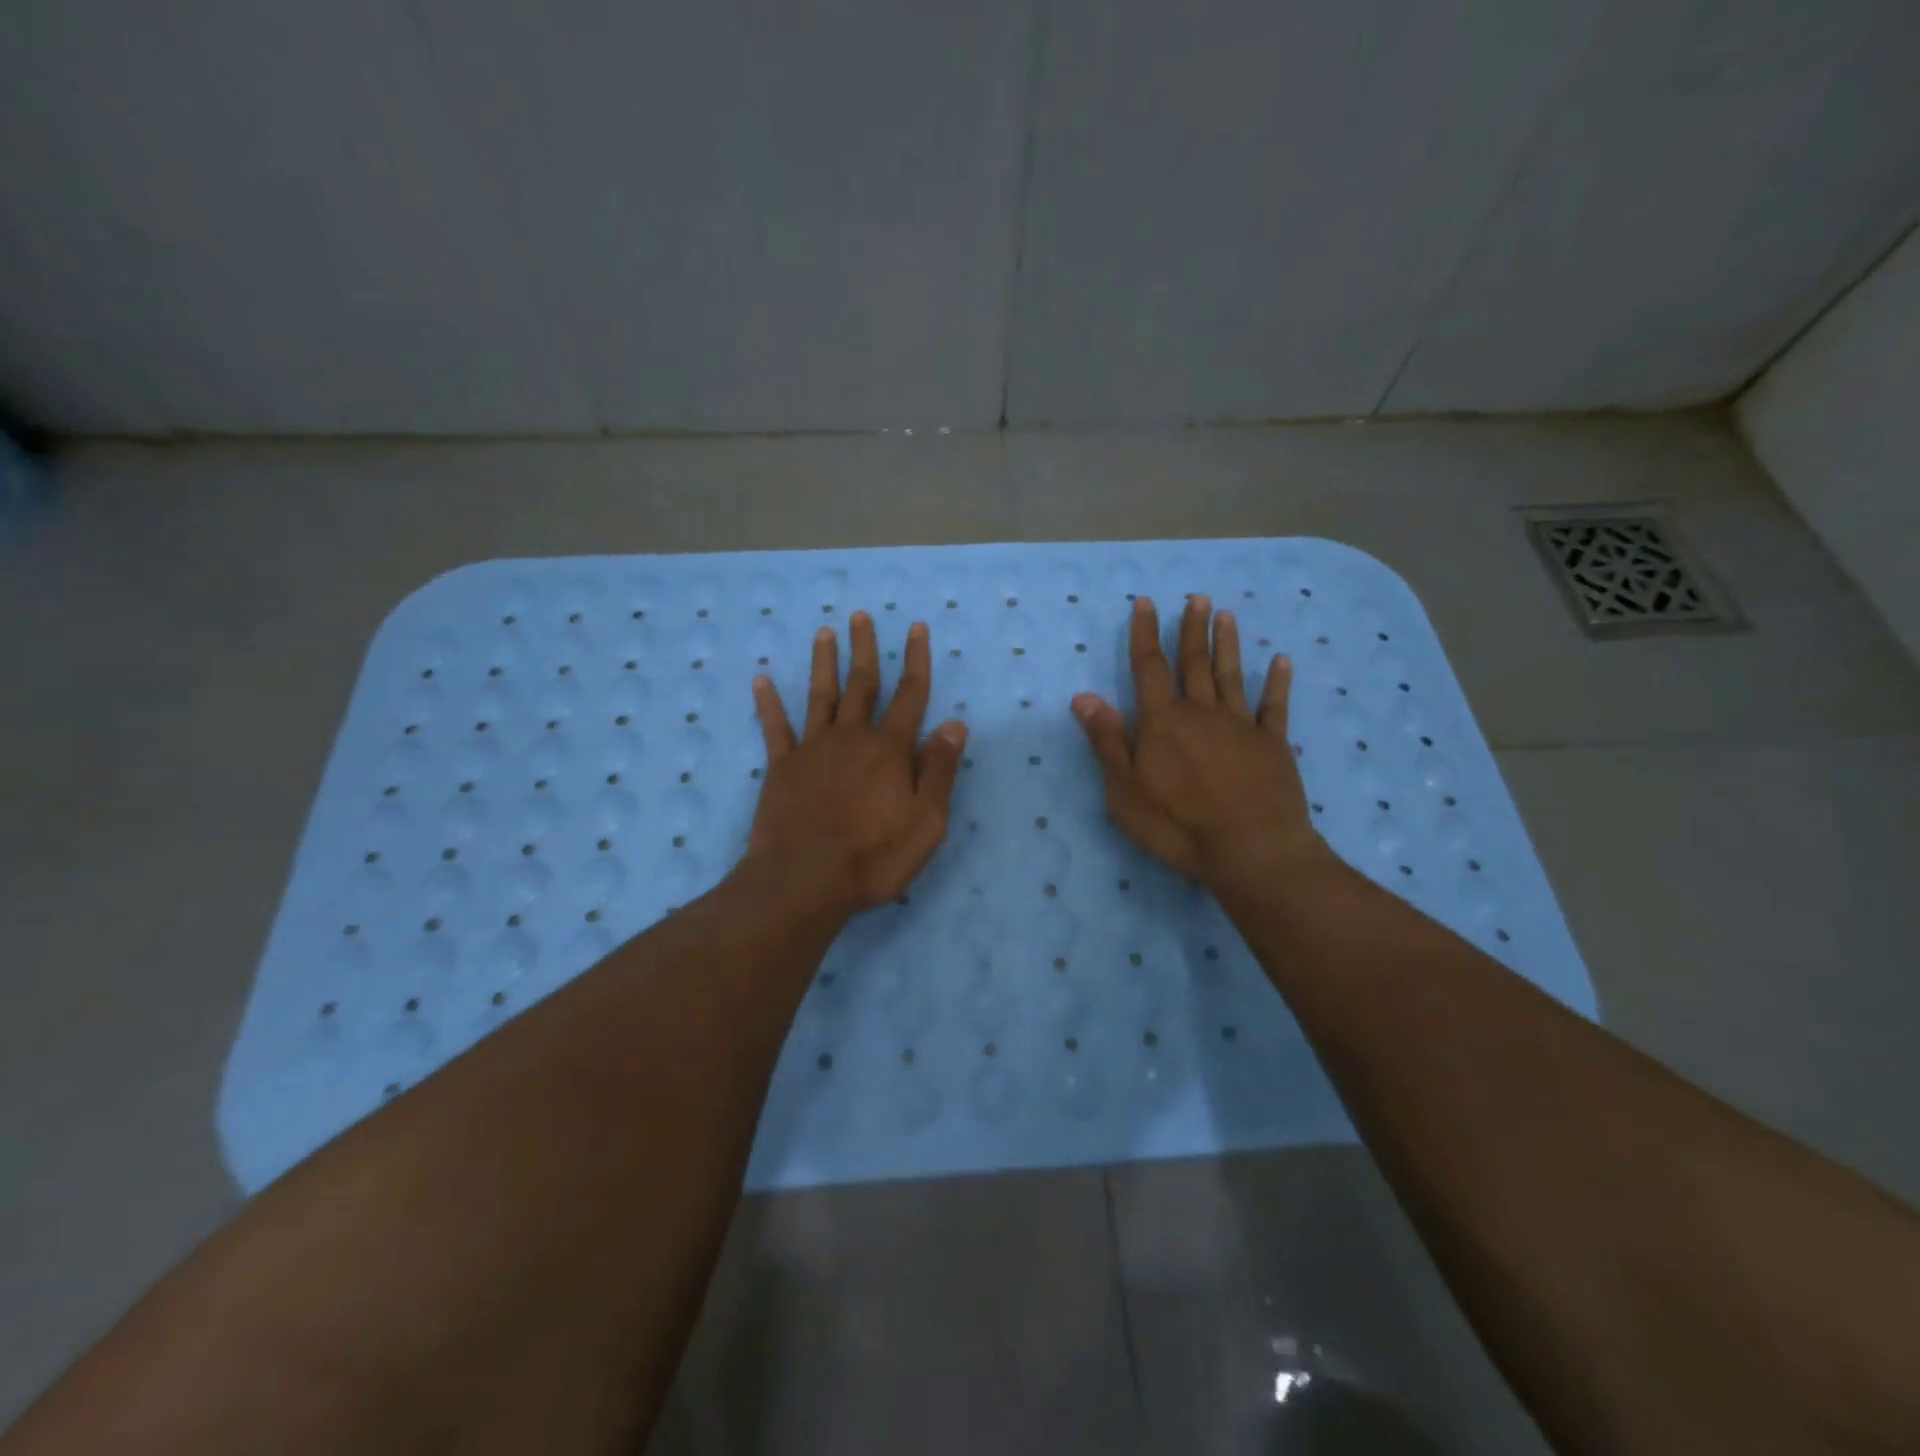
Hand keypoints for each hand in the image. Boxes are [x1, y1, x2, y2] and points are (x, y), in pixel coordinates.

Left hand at [747, 611, 966, 913]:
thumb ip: (940, 770)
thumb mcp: (926, 821)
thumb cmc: (874, 856)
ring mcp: (813, 749)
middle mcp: (852, 737)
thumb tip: (954, 724)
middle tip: (860, 616)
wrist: (804, 880)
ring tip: (824, 632)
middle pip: (862, 684)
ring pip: (821, 695)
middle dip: (865, 648)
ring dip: (824, 662)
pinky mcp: (782, 767)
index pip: (910, 695)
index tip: (916, 628)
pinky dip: (768, 704)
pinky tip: (762, 680)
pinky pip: (775, 728)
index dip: (916, 660)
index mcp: (890, 749)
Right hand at [1073, 595, 1327, 889]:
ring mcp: (1241, 725)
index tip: (1146, 602)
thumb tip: (1084, 697)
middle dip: (1191, 629)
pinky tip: (1280, 661)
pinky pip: (1275, 706)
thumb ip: (1107, 741)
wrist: (1251, 850)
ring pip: (1231, 675)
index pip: (1149, 667)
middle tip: (1196, 597)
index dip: (1145, 634)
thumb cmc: (1178, 825)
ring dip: (1227, 644)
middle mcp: (1201, 712)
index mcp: (1162, 721)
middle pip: (1194, 663)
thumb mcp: (1124, 790)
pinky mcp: (1273, 744)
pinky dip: (1277, 682)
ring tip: (1226, 615)